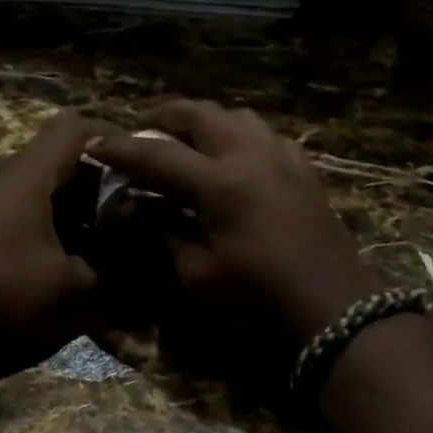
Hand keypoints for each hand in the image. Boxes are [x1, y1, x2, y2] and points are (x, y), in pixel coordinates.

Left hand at [0, 111, 102, 379]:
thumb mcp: (64, 285)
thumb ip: (103, 273)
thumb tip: (128, 271)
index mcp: (28, 174)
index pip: (75, 129)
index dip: (111, 138)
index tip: (139, 162)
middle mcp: (2, 177)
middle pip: (58, 161)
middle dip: (97, 186)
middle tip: (128, 213)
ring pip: (38, 190)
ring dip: (72, 211)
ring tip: (101, 242)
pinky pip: (18, 212)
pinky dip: (46, 228)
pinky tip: (61, 261)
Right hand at [89, 102, 380, 352]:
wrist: (337, 317)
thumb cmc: (259, 305)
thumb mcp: (198, 277)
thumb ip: (163, 234)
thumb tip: (136, 208)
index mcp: (220, 182)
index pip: (157, 154)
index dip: (122, 149)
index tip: (96, 144)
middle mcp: (252, 157)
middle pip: (202, 114)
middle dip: (164, 116)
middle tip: (140, 129)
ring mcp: (284, 161)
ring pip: (239, 117)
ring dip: (206, 122)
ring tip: (186, 140)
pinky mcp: (306, 174)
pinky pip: (268, 137)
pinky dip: (241, 137)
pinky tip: (235, 160)